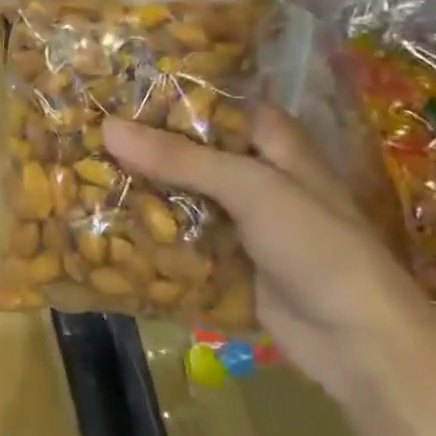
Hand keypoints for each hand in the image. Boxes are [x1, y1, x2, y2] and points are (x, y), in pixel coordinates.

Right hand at [103, 108, 435, 399]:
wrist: (359, 343)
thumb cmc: (317, 245)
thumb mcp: (250, 187)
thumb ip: (178, 158)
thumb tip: (106, 127)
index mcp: (269, 139)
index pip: (206, 104)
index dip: (159, 97)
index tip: (105, 92)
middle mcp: (251, 171)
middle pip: (185, 150)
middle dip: (138, 146)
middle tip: (78, 134)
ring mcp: (237, 217)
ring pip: (177, 193)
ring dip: (138, 189)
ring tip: (76, 173)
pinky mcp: (224, 256)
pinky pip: (179, 234)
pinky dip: (148, 229)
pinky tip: (102, 221)